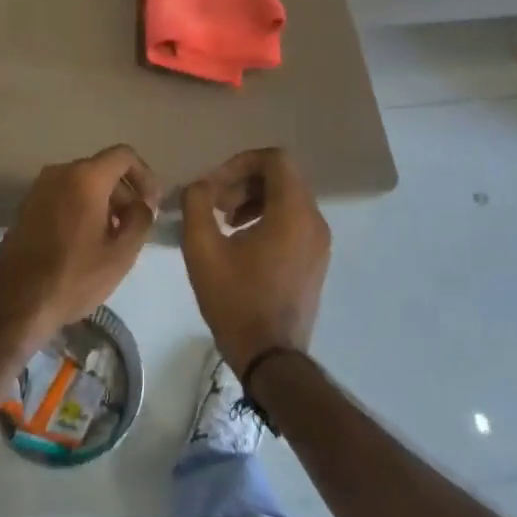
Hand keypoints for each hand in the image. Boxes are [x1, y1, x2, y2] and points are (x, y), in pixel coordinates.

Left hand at [0, 145, 159, 354]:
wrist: (14, 301)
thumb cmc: (73, 276)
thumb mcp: (121, 253)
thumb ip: (140, 220)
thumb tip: (141, 204)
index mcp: (85, 177)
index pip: (124, 156)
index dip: (145, 176)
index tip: (152, 205)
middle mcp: (60, 172)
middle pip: (102, 170)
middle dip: (124, 193)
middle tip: (135, 227)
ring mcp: (39, 188)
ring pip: (82, 183)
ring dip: (103, 203)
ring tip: (113, 238)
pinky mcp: (27, 206)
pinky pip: (63, 196)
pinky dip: (81, 208)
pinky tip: (86, 241)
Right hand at [181, 147, 330, 377]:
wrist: (270, 357)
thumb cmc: (236, 300)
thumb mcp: (202, 248)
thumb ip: (197, 204)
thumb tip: (201, 186)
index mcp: (293, 212)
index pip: (275, 159)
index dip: (240, 162)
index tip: (215, 186)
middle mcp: (314, 221)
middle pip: (282, 177)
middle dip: (244, 182)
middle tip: (214, 204)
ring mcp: (319, 243)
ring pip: (288, 199)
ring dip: (253, 200)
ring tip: (224, 222)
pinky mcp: (315, 261)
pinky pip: (293, 221)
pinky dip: (267, 218)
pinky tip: (241, 243)